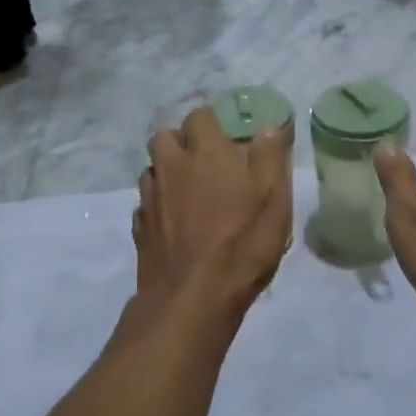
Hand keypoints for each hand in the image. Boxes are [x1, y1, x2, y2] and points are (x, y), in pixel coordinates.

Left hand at [134, 106, 292, 320]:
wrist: (192, 299)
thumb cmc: (242, 242)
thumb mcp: (274, 197)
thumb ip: (271, 155)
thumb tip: (270, 124)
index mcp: (205, 151)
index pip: (200, 115)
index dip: (213, 123)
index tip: (229, 138)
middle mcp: (171, 165)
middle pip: (166, 137)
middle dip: (182, 142)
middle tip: (206, 163)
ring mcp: (150, 196)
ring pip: (153, 169)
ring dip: (168, 172)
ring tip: (190, 193)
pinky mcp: (140, 227)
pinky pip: (146, 203)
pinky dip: (159, 206)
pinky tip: (176, 224)